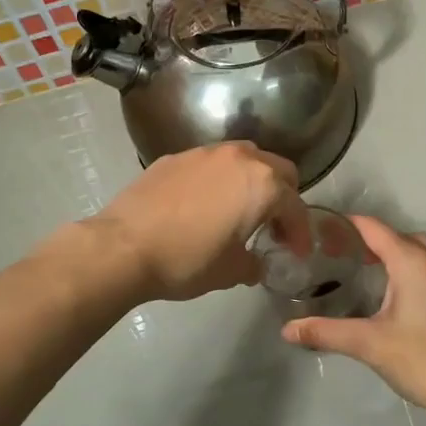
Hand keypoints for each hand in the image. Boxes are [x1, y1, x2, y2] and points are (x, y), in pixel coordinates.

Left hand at [78, 143, 300, 302]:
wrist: (124, 247)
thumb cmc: (187, 260)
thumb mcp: (232, 272)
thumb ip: (254, 263)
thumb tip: (255, 263)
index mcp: (263, 184)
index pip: (296, 206)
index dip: (301, 233)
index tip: (297, 253)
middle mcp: (240, 158)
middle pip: (278, 170)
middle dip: (283, 198)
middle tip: (273, 227)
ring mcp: (205, 153)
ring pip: (244, 159)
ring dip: (252, 182)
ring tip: (240, 210)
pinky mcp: (175, 156)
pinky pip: (211, 164)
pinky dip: (219, 180)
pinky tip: (204, 205)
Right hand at [281, 216, 425, 417]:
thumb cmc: (419, 358)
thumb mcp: (367, 343)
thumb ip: (325, 331)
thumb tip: (286, 329)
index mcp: (411, 260)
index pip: (373, 228)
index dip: (345, 225)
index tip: (318, 233)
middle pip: (394, 236)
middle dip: (365, 239)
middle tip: (334, 254)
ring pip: (414, 250)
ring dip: (388, 253)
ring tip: (359, 269)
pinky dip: (404, 268)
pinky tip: (389, 293)